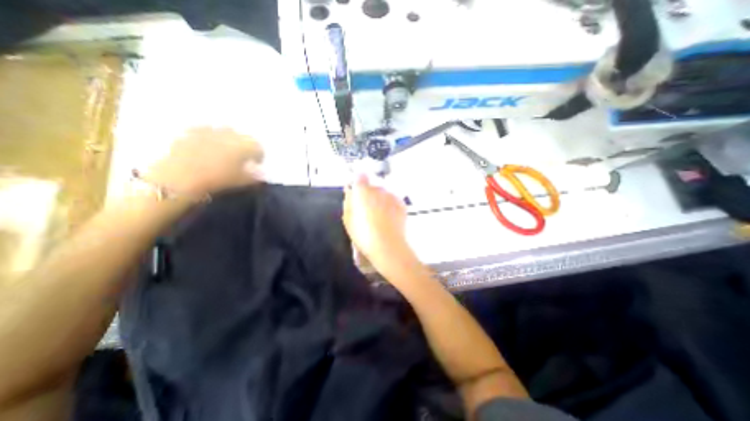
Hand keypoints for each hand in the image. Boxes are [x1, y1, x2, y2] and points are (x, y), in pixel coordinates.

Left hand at [144, 126, 264, 195]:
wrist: (181, 176)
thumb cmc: (219, 179)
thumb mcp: (243, 181)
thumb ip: (255, 175)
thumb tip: (261, 172)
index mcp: (246, 145)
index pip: (259, 148)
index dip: (258, 157)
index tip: (255, 165)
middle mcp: (231, 133)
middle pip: (243, 138)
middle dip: (243, 147)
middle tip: (240, 159)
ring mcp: (210, 130)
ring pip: (225, 133)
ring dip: (227, 141)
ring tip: (223, 153)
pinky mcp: (191, 131)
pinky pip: (205, 132)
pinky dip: (209, 139)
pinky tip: (205, 149)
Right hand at [345, 175, 418, 275]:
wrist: (387, 245)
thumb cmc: (363, 234)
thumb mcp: (348, 220)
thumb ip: (348, 202)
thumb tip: (349, 192)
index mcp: (362, 191)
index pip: (360, 177)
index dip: (359, 183)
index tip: (357, 191)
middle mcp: (378, 189)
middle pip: (373, 186)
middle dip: (369, 194)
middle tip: (368, 209)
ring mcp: (391, 196)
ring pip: (384, 193)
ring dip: (381, 199)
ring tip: (379, 216)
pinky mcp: (401, 204)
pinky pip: (393, 200)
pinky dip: (390, 205)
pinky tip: (388, 217)